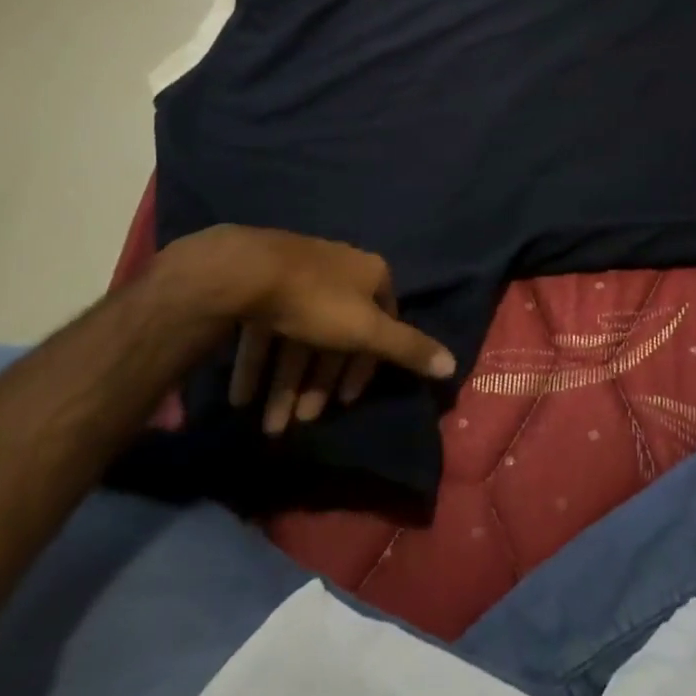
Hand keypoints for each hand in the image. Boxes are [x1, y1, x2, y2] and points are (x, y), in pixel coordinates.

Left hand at [147, 226, 454, 435]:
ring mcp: (298, 276)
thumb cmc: (316, 302)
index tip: (346, 402)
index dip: (366, 366)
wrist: (246, 271)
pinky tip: (243, 398)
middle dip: (319, 383)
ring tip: (270, 425)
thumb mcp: (368, 330)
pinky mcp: (261, 286)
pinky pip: (266, 330)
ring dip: (285, 384)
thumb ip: (408, 348)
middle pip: (336, 335)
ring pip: (298, 337)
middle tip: (302, 421)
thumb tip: (452, 365)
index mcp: (370, 275)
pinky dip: (258, 365)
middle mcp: (338, 271)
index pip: (382, 323)